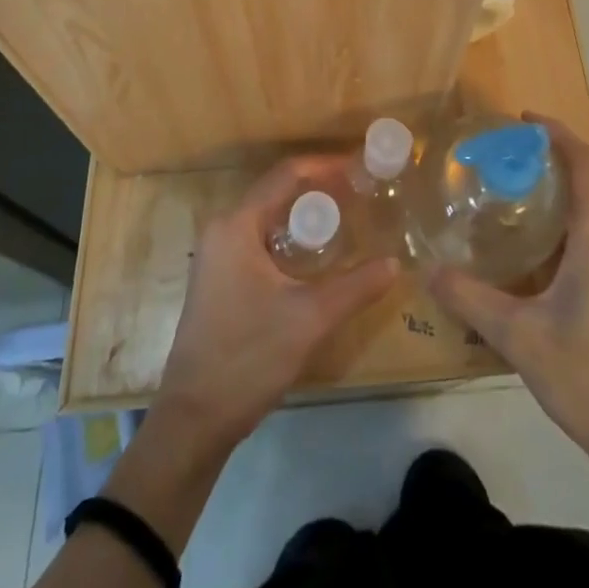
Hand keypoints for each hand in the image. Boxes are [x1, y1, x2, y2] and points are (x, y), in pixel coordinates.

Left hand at [157, 155, 398, 446]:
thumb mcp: (309, 319)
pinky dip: (291, 237)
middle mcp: (223, 229)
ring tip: (347, 218)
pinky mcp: (220, 277)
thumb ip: (355, 287)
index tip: (360, 166)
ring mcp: (218, 254)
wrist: (193, 421)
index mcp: (237, 225)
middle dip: (320, 189)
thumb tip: (395, 263)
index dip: (325, 166)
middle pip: (278, 192)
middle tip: (361, 193)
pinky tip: (317, 255)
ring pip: (269, 217)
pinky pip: (261, 238)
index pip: (287, 175)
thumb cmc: (247, 358)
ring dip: (305, 215)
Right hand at [428, 118, 588, 476]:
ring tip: (513, 192)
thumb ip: (470, 300)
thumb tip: (427, 269)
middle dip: (553, 158)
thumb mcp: (519, 336)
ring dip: (561, 191)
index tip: (523, 120)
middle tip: (507, 155)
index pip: (585, 164)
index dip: (558, 134)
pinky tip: (533, 249)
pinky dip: (566, 222)